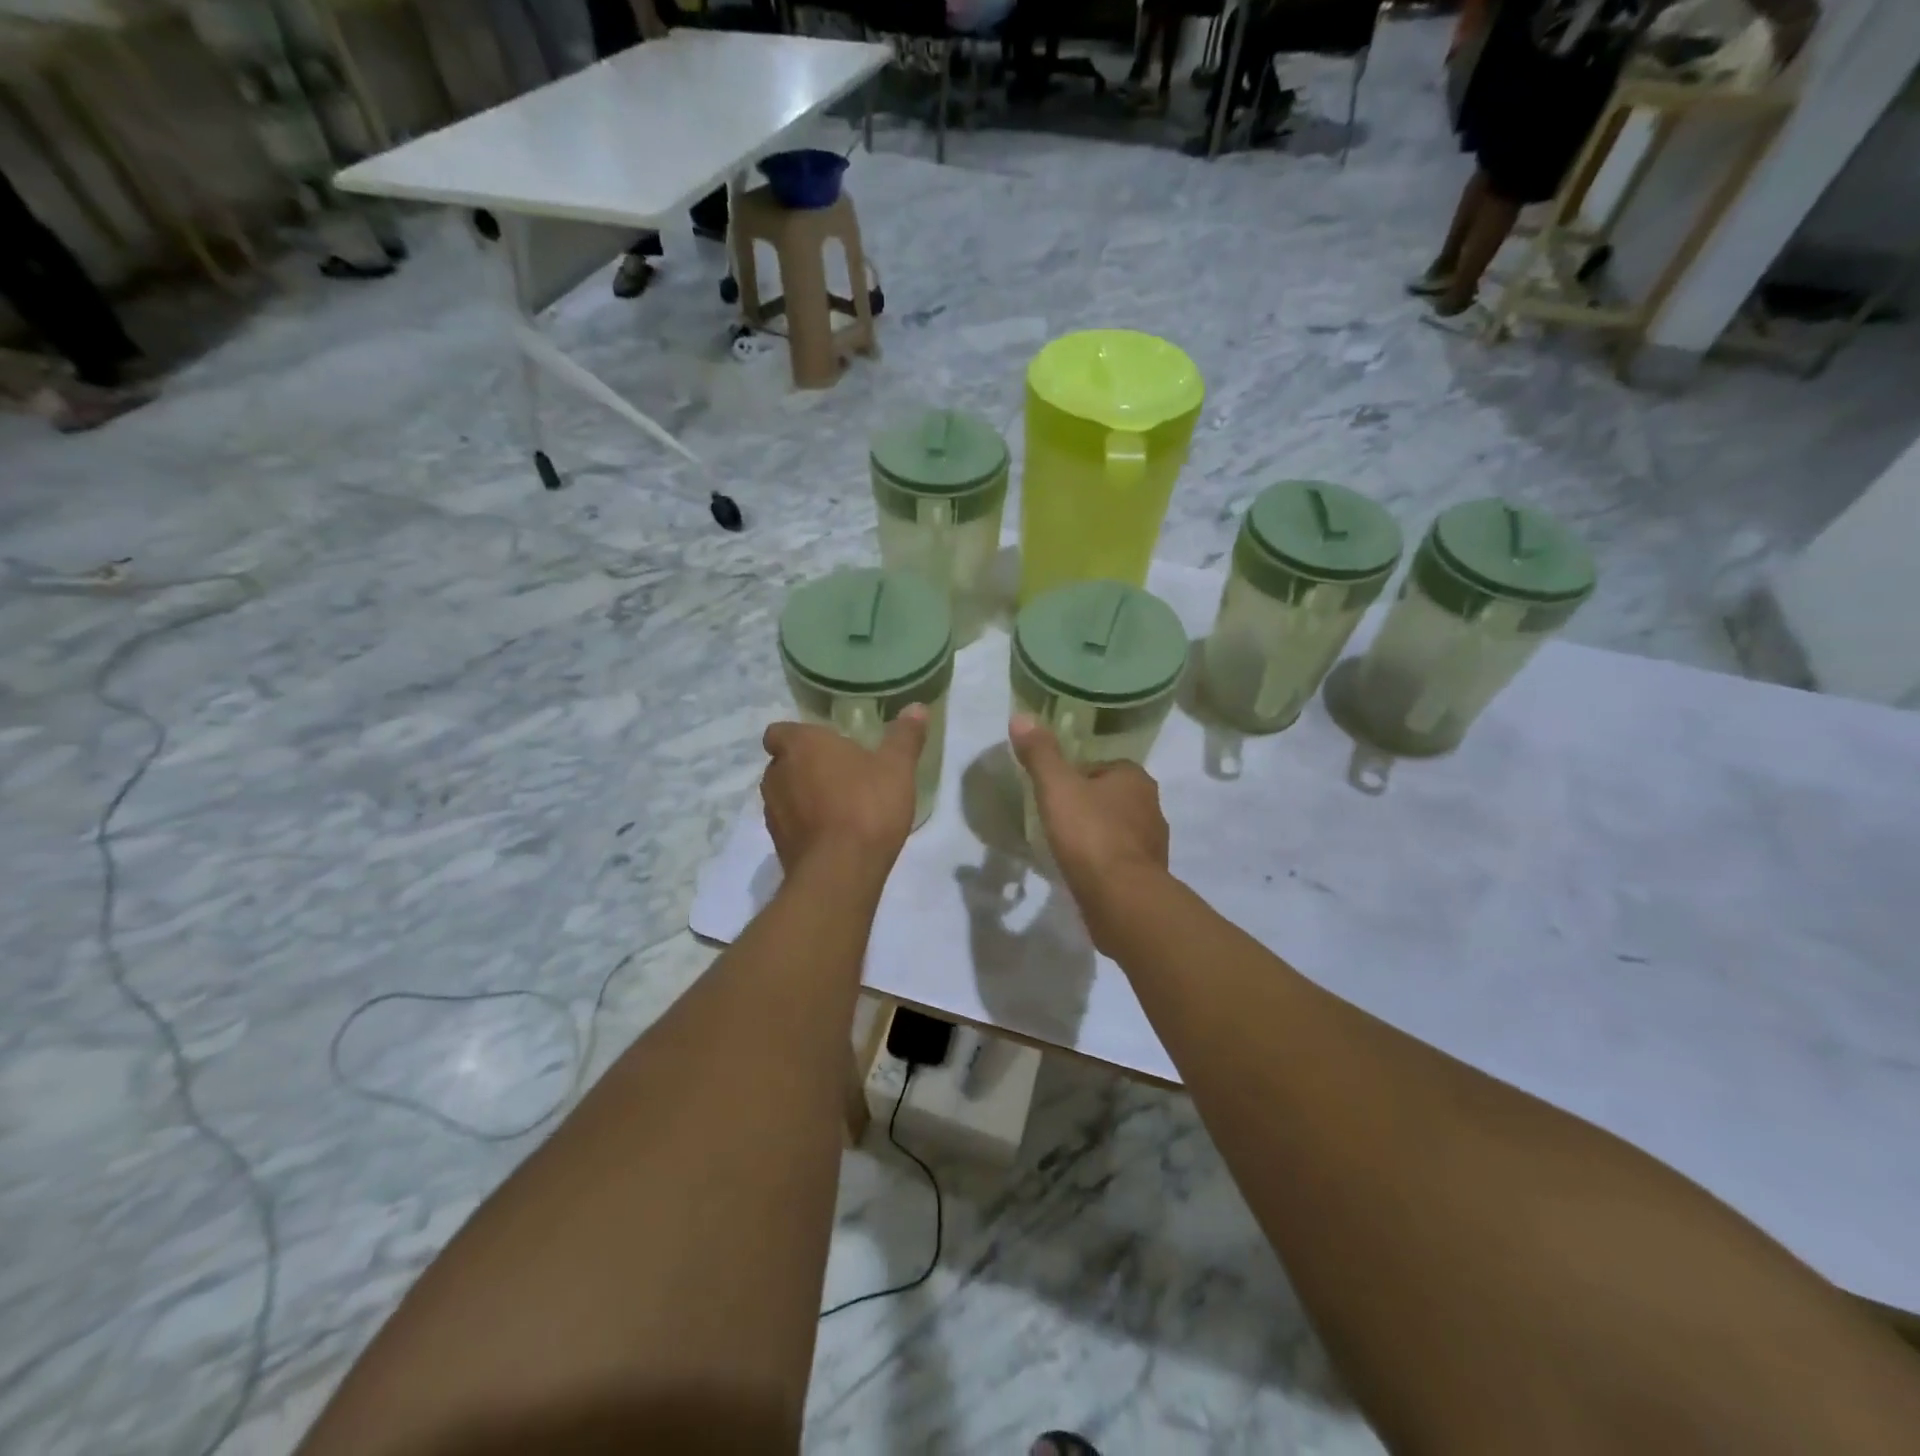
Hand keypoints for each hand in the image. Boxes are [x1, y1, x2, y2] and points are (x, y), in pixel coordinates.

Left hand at [761, 708, 927, 876]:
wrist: (841, 871)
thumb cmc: (867, 805)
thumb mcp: (897, 767)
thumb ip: (904, 736)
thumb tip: (916, 707)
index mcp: (801, 746)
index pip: (779, 731)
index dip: (798, 737)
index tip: (824, 746)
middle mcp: (777, 774)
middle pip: (782, 763)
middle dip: (804, 767)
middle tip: (839, 774)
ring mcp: (773, 812)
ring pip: (784, 795)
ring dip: (803, 797)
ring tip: (838, 807)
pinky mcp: (778, 844)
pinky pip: (790, 825)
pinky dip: (805, 826)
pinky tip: (834, 835)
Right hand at [1010, 714, 1169, 946]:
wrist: (1122, 898)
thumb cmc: (1090, 834)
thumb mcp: (1057, 788)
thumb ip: (1040, 754)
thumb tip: (1021, 716)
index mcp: (1135, 778)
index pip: (1103, 767)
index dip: (1077, 777)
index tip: (1055, 793)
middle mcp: (1151, 806)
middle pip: (1113, 797)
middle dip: (1089, 805)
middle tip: (1058, 819)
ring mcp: (1154, 843)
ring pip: (1120, 829)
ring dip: (1098, 834)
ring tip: (1068, 847)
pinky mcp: (1149, 875)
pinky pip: (1122, 859)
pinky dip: (1105, 862)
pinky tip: (1084, 872)